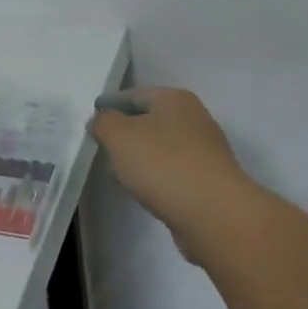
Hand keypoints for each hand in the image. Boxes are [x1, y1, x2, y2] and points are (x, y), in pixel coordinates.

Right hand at [90, 87, 248, 236]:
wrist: (215, 214)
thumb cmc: (163, 164)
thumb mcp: (119, 135)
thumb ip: (103, 122)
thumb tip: (102, 121)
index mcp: (175, 100)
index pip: (135, 94)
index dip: (111, 103)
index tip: (92, 116)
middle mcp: (194, 120)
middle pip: (150, 120)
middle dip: (124, 133)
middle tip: (101, 146)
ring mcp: (204, 152)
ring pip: (161, 148)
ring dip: (138, 158)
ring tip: (115, 173)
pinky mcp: (208, 183)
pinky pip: (172, 172)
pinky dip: (154, 177)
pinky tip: (140, 191)